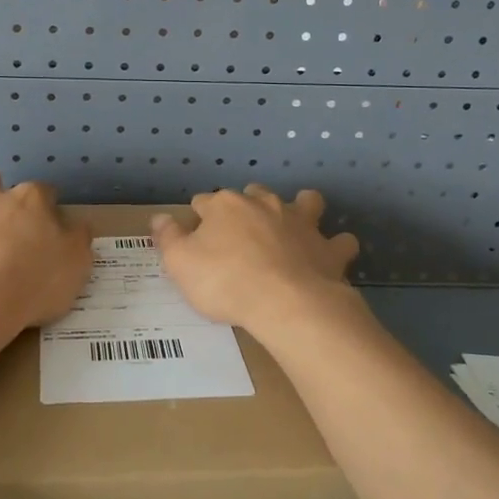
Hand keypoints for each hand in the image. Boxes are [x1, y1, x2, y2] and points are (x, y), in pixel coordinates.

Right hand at [151, 186, 360, 338]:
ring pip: (304, 202)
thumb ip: (168, 238)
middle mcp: (264, 204)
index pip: (204, 202)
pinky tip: (329, 256)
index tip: (194, 238)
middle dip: (246, 206)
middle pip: (252, 194)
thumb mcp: (180, 264)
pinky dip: (335, 246)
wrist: (287, 304)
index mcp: (225, 206)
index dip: (197, 218)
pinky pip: (340, 240)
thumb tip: (158, 217)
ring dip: (299, 209)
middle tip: (239, 233)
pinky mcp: (328, 248)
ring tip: (292, 226)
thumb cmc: (226, 282)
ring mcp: (301, 223)